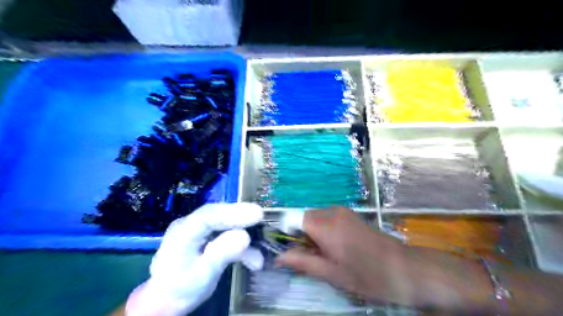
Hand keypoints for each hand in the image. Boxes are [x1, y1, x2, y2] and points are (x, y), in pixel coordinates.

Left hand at [124, 203, 263, 315]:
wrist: (165, 301)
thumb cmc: (180, 290)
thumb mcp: (202, 276)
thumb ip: (221, 254)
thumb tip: (245, 236)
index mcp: (183, 232)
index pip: (209, 216)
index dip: (234, 213)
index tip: (256, 214)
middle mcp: (190, 225)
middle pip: (217, 214)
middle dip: (240, 215)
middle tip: (260, 216)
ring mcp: (197, 229)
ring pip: (223, 222)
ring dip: (242, 233)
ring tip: (260, 243)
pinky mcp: (205, 236)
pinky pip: (224, 233)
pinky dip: (239, 243)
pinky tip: (253, 258)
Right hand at [276, 208, 492, 308]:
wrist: (403, 268)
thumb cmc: (366, 275)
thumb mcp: (331, 273)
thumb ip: (302, 262)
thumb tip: (278, 257)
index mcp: (325, 225)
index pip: (293, 219)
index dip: (287, 234)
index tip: (289, 250)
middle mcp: (332, 212)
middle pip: (304, 217)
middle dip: (300, 235)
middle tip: (310, 257)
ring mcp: (342, 211)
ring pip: (315, 217)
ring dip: (312, 233)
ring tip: (324, 254)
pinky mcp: (350, 214)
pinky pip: (327, 218)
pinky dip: (323, 230)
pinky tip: (335, 247)